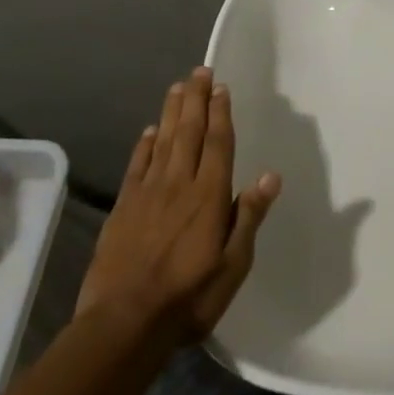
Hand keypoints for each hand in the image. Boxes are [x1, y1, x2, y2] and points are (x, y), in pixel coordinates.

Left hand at [76, 68, 281, 342]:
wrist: (124, 323)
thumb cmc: (189, 297)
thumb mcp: (233, 265)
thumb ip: (248, 216)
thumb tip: (270, 175)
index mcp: (208, 197)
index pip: (217, 144)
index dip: (220, 113)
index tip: (221, 87)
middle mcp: (178, 185)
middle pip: (188, 132)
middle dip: (196, 100)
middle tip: (199, 71)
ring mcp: (147, 194)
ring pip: (162, 142)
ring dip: (171, 112)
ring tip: (178, 87)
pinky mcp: (123, 208)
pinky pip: (136, 166)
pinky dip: (144, 145)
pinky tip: (148, 131)